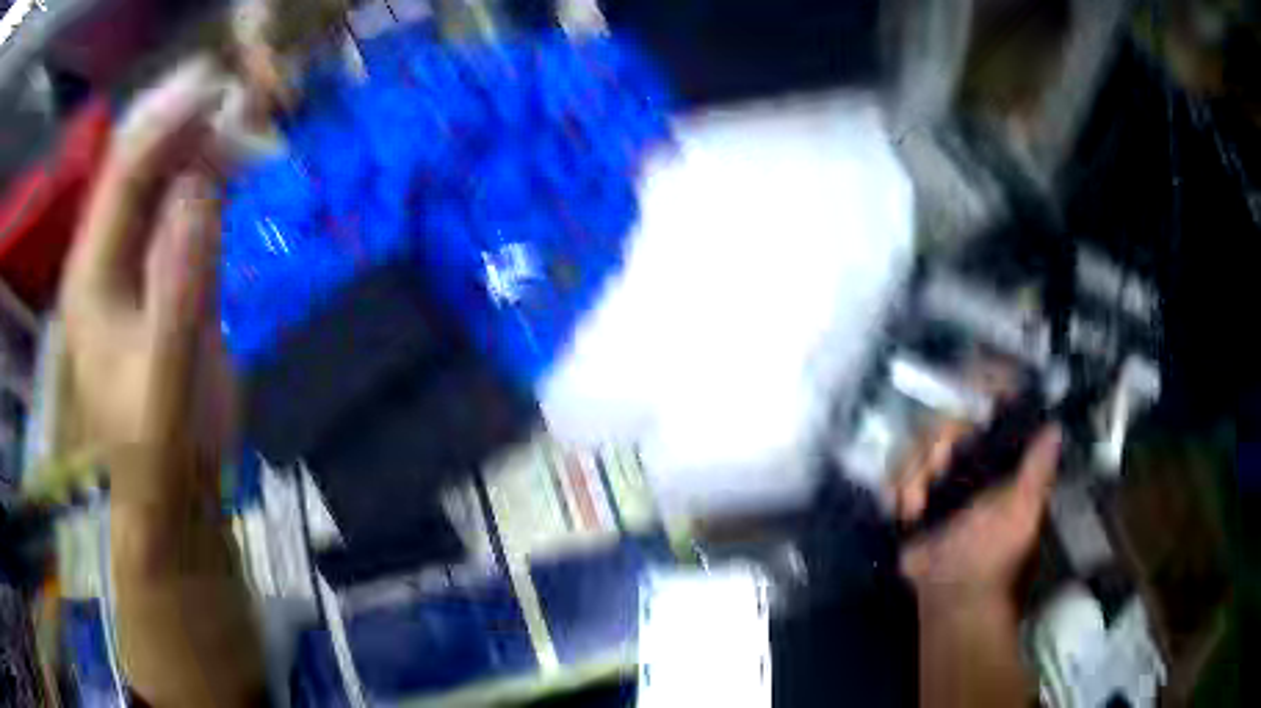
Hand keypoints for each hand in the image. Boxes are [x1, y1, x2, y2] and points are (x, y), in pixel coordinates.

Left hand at [61, 60, 234, 502]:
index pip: (122, 177)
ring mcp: (131, 262)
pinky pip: (178, 205)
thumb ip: (181, 291)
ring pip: (160, 181)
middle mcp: (104, 257)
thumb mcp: (172, 384)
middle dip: (183, 127)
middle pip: (138, 167)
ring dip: (201, 148)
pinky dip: (208, 177)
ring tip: (249, 131)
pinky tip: (237, 166)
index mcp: (92, 279)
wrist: (175, 487)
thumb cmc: (168, 449)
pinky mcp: (158, 270)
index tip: (215, 86)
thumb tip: (198, 191)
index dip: (165, 125)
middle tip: (239, 100)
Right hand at [895, 423, 1061, 608]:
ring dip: (912, 475)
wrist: (954, 599)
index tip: (959, 411)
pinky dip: (896, 490)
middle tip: (934, 469)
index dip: (972, 399)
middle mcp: (971, 465)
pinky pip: (897, 478)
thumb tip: (1055, 426)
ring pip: (916, 450)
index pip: (986, 413)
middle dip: (933, 444)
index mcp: (1000, 461)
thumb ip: (1037, 470)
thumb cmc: (996, 555)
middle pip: (943, 424)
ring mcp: (940, 485)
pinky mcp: (914, 504)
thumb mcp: (1024, 512)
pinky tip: (903, 510)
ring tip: (916, 506)